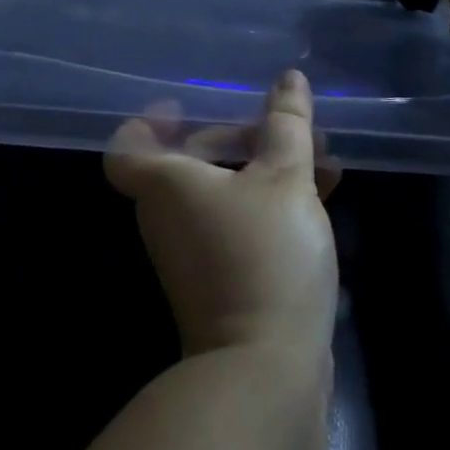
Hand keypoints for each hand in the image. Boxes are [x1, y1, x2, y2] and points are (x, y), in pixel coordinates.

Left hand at [106, 71, 338, 360]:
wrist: (265, 371)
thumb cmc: (264, 255)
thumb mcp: (285, 177)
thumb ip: (285, 124)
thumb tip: (289, 78)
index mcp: (166, 183)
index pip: (128, 146)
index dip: (148, 121)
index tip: (184, 106)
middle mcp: (168, 216)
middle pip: (187, 161)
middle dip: (238, 137)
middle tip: (284, 128)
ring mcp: (192, 253)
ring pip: (220, 192)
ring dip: (263, 169)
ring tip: (319, 157)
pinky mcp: (219, 281)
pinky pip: (237, 223)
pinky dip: (268, 203)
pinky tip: (322, 196)